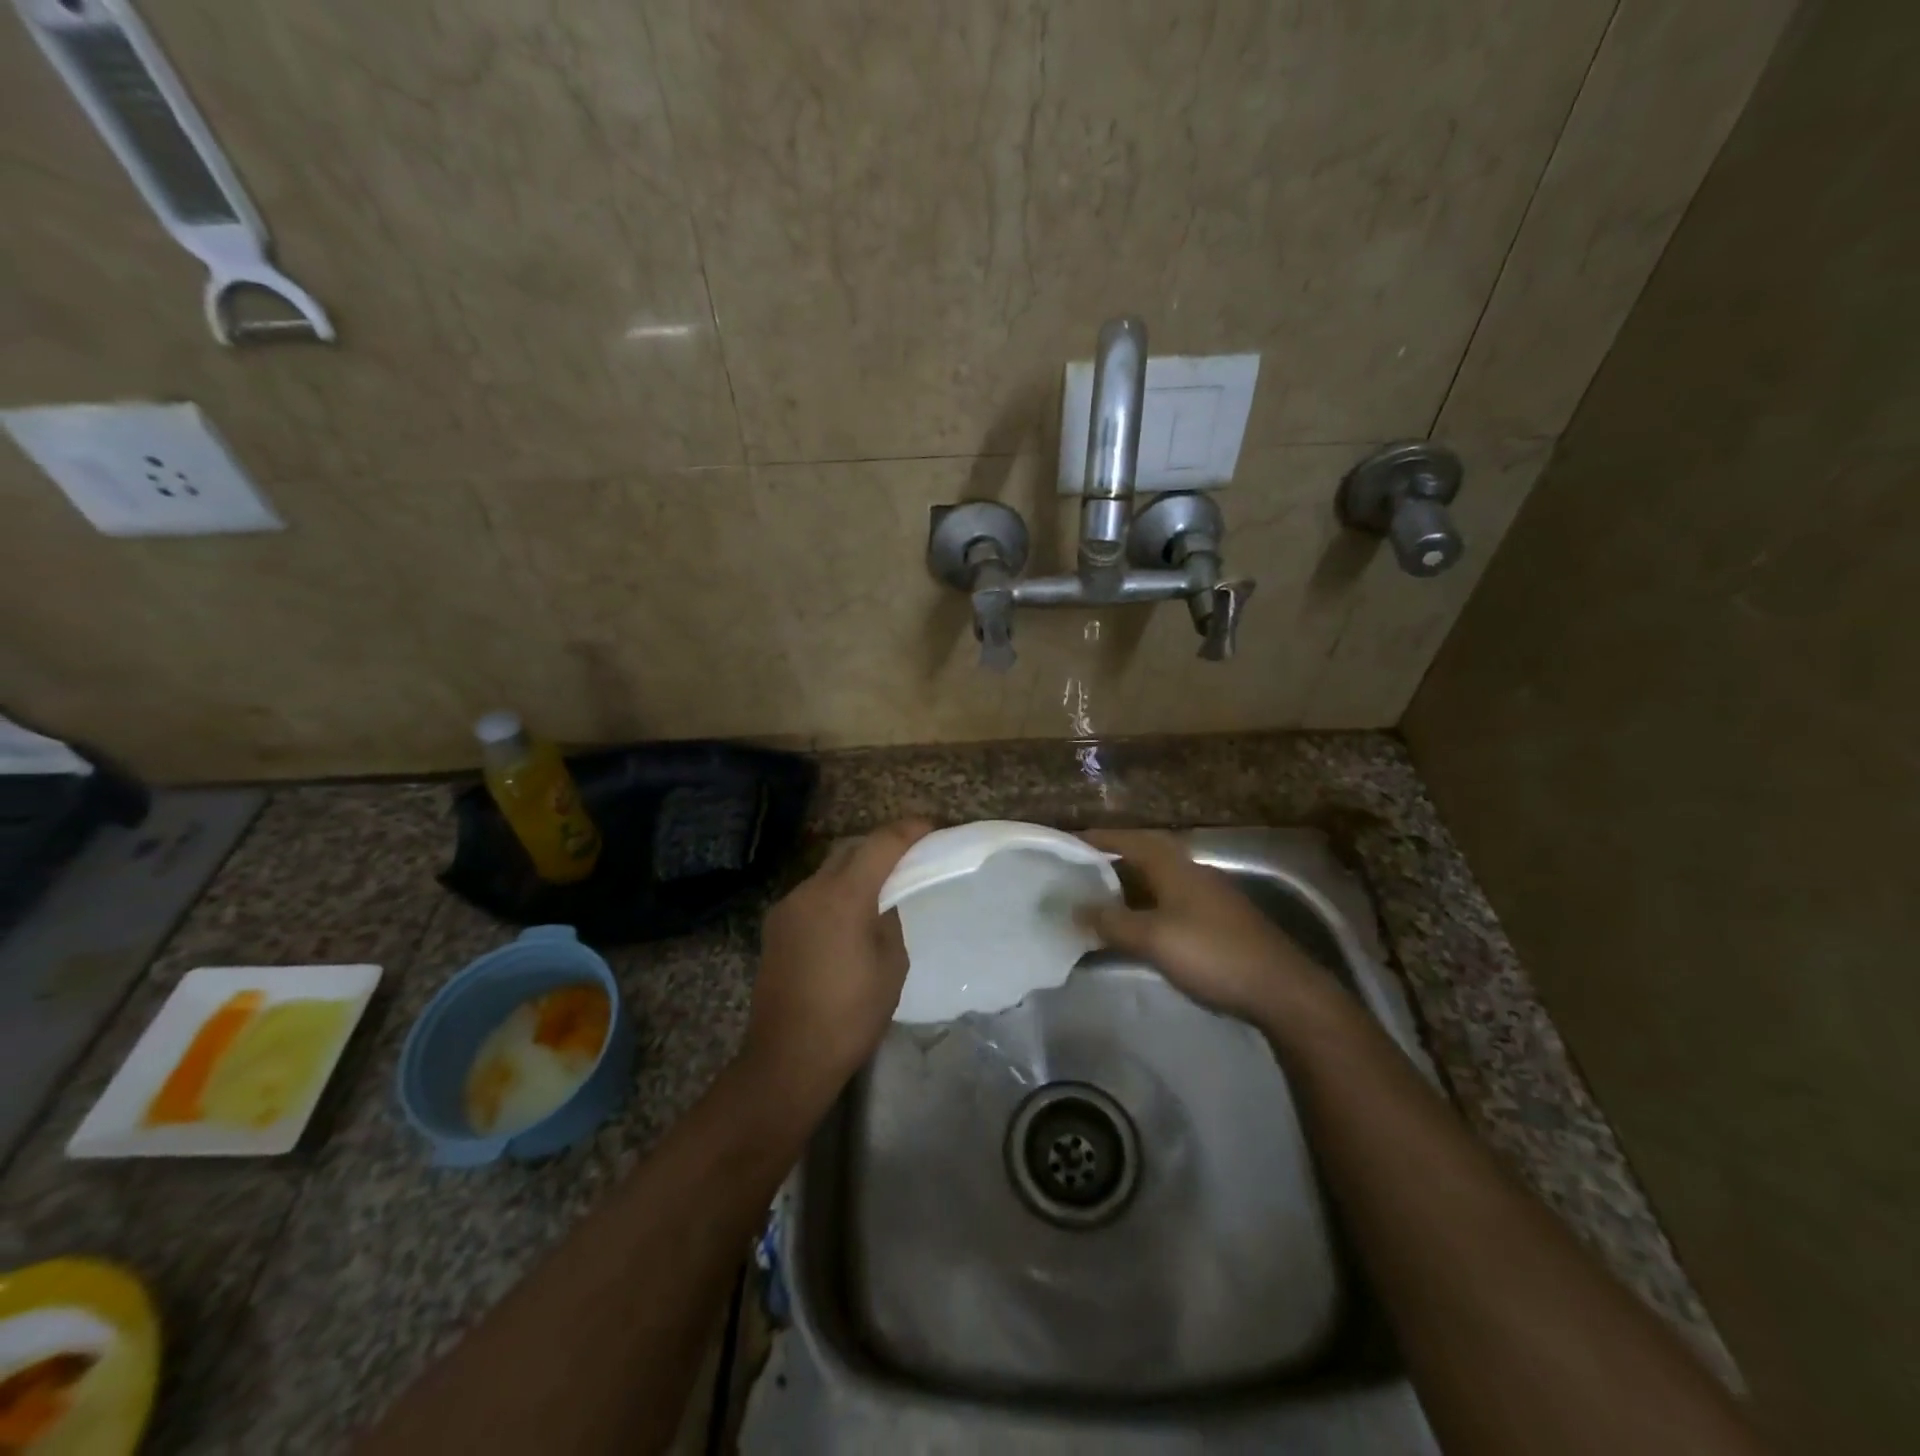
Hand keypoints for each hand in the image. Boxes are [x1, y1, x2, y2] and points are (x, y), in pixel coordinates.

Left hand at [743, 819, 931, 1099]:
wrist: (789, 1058)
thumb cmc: (852, 1015)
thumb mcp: (891, 964)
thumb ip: (889, 920)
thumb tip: (882, 902)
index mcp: (843, 896)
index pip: (880, 844)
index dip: (908, 831)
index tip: (931, 827)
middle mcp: (810, 890)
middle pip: (850, 850)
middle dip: (880, 847)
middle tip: (908, 858)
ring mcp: (787, 907)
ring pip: (828, 871)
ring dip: (855, 871)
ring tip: (879, 890)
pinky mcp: (775, 926)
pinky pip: (812, 895)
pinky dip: (835, 893)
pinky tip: (848, 919)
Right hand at [1077, 829, 1337, 1025]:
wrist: (1281, 990)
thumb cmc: (1212, 954)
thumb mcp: (1153, 938)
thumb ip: (1112, 922)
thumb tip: (1075, 908)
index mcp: (1175, 867)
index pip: (1130, 840)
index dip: (1099, 839)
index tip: (1068, 842)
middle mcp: (1192, 873)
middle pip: (1145, 857)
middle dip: (1111, 861)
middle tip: (1078, 872)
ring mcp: (1209, 897)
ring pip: (1159, 882)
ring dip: (1129, 886)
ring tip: (1098, 900)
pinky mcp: (1219, 922)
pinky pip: (1171, 903)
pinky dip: (1146, 907)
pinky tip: (1136, 928)